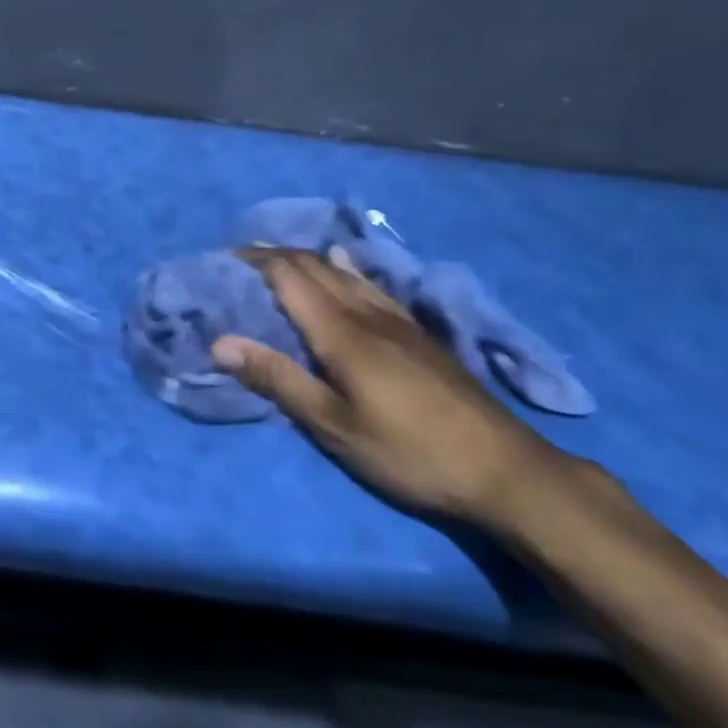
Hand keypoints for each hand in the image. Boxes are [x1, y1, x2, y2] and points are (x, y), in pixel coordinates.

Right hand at [212, 246, 565, 525]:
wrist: (507, 471)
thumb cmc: (409, 452)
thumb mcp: (334, 426)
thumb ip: (279, 379)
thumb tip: (221, 342)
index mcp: (341, 332)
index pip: (289, 276)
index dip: (255, 261)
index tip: (224, 260)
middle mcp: (367, 313)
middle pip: (315, 266)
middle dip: (275, 255)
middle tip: (241, 260)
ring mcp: (398, 321)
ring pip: (344, 272)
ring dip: (307, 259)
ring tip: (279, 259)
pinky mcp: (419, 334)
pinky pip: (370, 285)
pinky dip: (344, 270)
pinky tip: (345, 268)